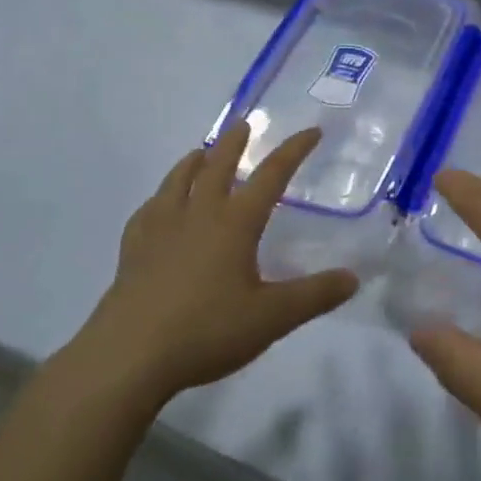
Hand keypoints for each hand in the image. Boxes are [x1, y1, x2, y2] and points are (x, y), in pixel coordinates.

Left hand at [64, 125, 358, 405]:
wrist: (128, 357)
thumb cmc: (206, 331)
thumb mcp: (272, 318)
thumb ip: (314, 295)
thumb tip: (353, 278)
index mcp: (234, 223)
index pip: (271, 175)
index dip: (293, 151)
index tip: (311, 131)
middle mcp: (197, 215)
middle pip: (217, 166)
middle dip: (234, 143)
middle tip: (244, 123)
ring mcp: (159, 230)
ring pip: (177, 181)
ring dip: (193, 161)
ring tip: (200, 152)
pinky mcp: (132, 252)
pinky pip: (148, 211)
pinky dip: (160, 197)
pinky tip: (158, 205)